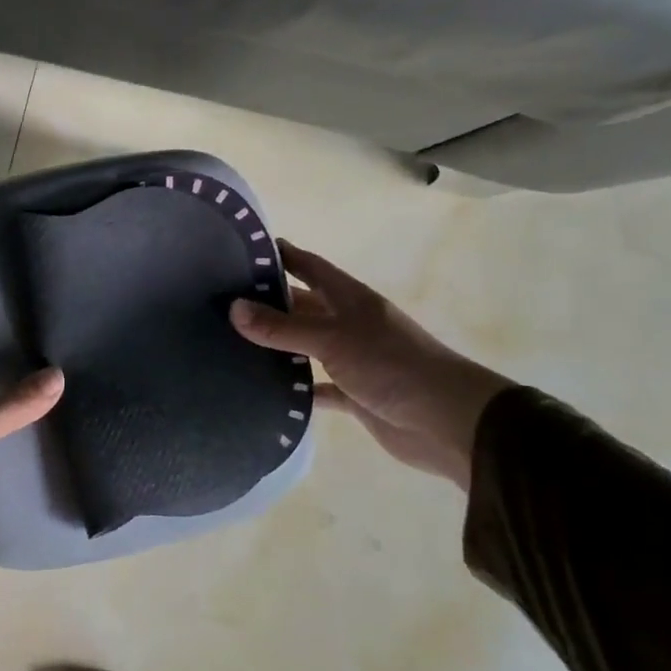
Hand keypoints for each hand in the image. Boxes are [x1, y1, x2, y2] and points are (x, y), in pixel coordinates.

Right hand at [230, 241, 510, 489]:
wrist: (447, 421)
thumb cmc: (392, 365)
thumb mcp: (333, 339)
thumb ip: (283, 327)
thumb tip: (233, 308)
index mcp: (349, 299)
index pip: (309, 266)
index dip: (282, 255)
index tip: (242, 249)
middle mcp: (349, 324)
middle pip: (303, 306)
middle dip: (270, 302)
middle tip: (223, 302)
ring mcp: (352, 360)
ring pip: (306, 347)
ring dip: (277, 346)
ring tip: (231, 343)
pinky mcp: (354, 395)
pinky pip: (316, 388)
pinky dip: (295, 389)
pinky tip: (264, 390)